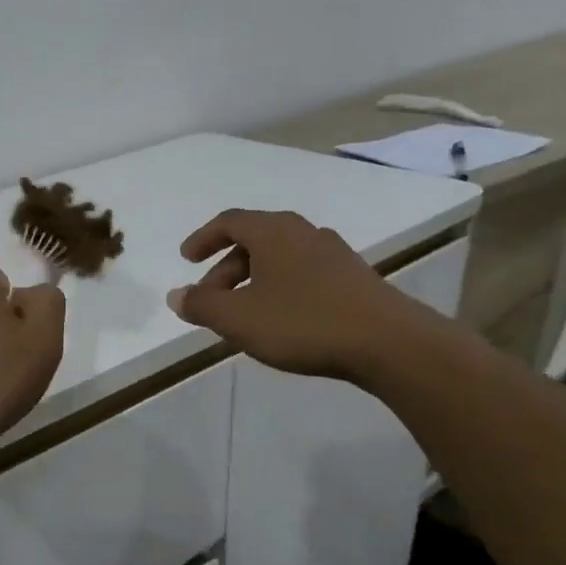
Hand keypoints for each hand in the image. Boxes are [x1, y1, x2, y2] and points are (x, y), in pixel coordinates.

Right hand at [166, 209, 434, 379]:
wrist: (389, 343)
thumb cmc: (303, 323)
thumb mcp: (239, 319)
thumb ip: (201, 306)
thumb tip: (176, 296)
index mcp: (273, 232)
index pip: (229, 221)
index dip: (203, 238)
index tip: (187, 260)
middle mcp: (303, 232)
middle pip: (254, 240)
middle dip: (226, 268)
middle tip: (211, 299)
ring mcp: (333, 253)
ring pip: (280, 257)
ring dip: (254, 279)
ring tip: (244, 314)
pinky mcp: (354, 277)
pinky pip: (304, 273)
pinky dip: (281, 287)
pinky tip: (282, 319)